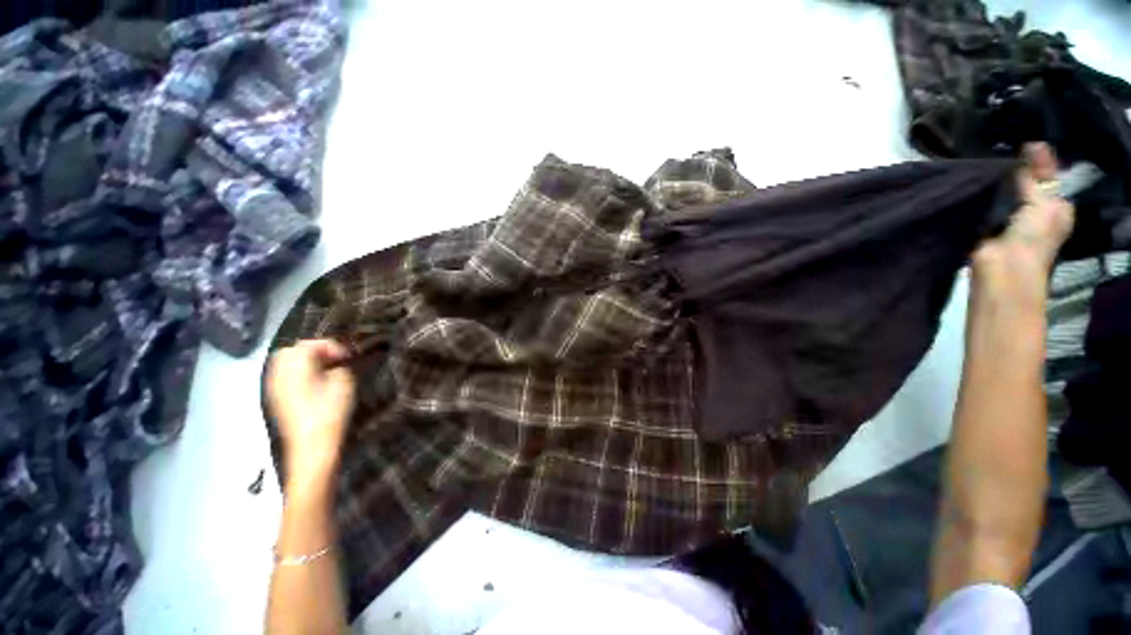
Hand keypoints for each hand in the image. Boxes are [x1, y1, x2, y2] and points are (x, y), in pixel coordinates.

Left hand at [267, 340, 355, 487]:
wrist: (311, 446)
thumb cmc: (330, 412)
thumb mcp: (343, 383)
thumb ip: (339, 367)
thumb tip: (334, 364)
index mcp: (295, 367)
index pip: (308, 344)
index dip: (330, 346)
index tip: (347, 356)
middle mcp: (279, 373)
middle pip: (292, 351)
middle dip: (314, 351)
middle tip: (335, 360)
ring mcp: (274, 387)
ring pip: (286, 364)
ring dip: (306, 362)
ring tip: (327, 371)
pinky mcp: (276, 399)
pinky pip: (284, 377)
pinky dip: (299, 374)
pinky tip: (315, 384)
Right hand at [971, 142, 1074, 305]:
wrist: (1004, 266)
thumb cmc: (1034, 236)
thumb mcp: (1045, 202)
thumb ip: (1036, 177)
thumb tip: (1032, 145)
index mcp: (1056, 207)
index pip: (1048, 177)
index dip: (1038, 162)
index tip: (1023, 146)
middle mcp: (1034, 211)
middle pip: (1025, 183)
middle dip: (1015, 171)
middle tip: (1001, 151)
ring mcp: (1008, 218)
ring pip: (1003, 192)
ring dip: (996, 183)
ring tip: (984, 163)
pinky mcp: (985, 224)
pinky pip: (984, 204)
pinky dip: (979, 195)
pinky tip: (973, 182)